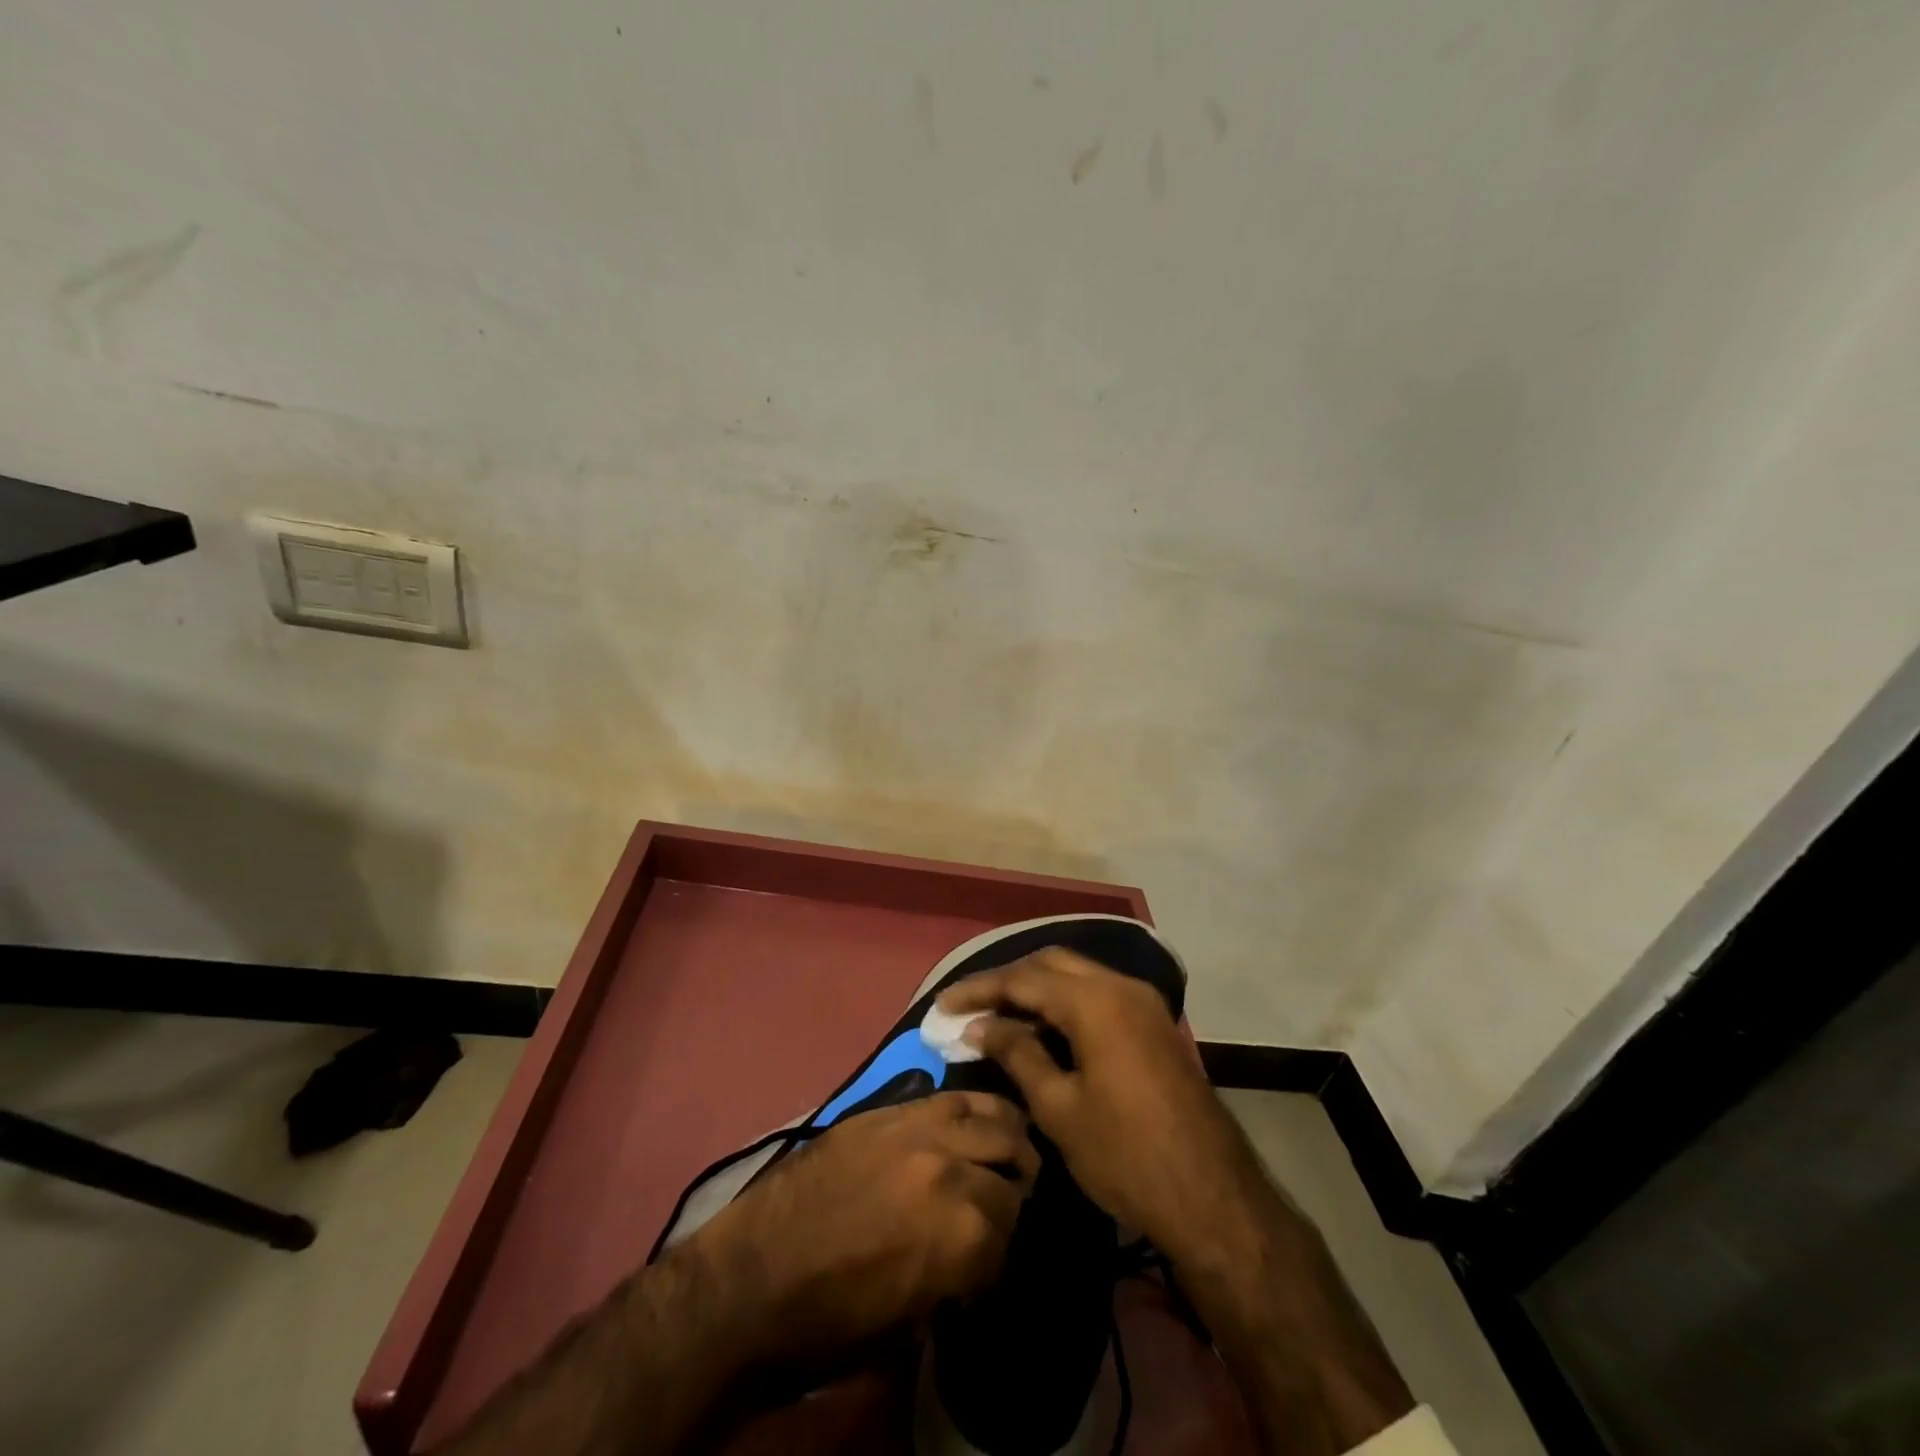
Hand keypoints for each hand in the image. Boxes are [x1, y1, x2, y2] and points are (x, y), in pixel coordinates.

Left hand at [683, 1091, 1038, 1366]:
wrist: (753, 1276)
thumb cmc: (830, 1320)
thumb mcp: (911, 1323)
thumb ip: (957, 1277)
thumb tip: (976, 1257)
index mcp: (963, 1232)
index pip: (1013, 1232)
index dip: (1001, 1254)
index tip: (985, 1265)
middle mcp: (953, 1169)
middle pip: (1012, 1168)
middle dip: (1013, 1191)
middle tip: (999, 1208)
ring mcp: (921, 1129)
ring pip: (994, 1116)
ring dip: (1006, 1138)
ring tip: (1004, 1152)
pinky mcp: (890, 1109)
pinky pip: (950, 1097)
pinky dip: (974, 1109)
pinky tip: (973, 1121)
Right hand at [936, 949, 1258, 1262]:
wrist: (1212, 1196)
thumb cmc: (1125, 1155)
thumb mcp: (1059, 1108)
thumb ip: (1017, 1054)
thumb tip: (981, 1026)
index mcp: (1095, 1001)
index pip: (1023, 979)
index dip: (979, 989)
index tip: (942, 1004)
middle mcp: (1121, 986)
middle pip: (1052, 963)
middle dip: (1008, 979)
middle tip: (971, 1005)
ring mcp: (1143, 1003)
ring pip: (1078, 975)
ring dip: (1037, 989)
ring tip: (999, 1016)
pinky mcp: (1153, 1024)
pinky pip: (1099, 995)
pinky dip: (1066, 1003)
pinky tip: (1043, 1030)